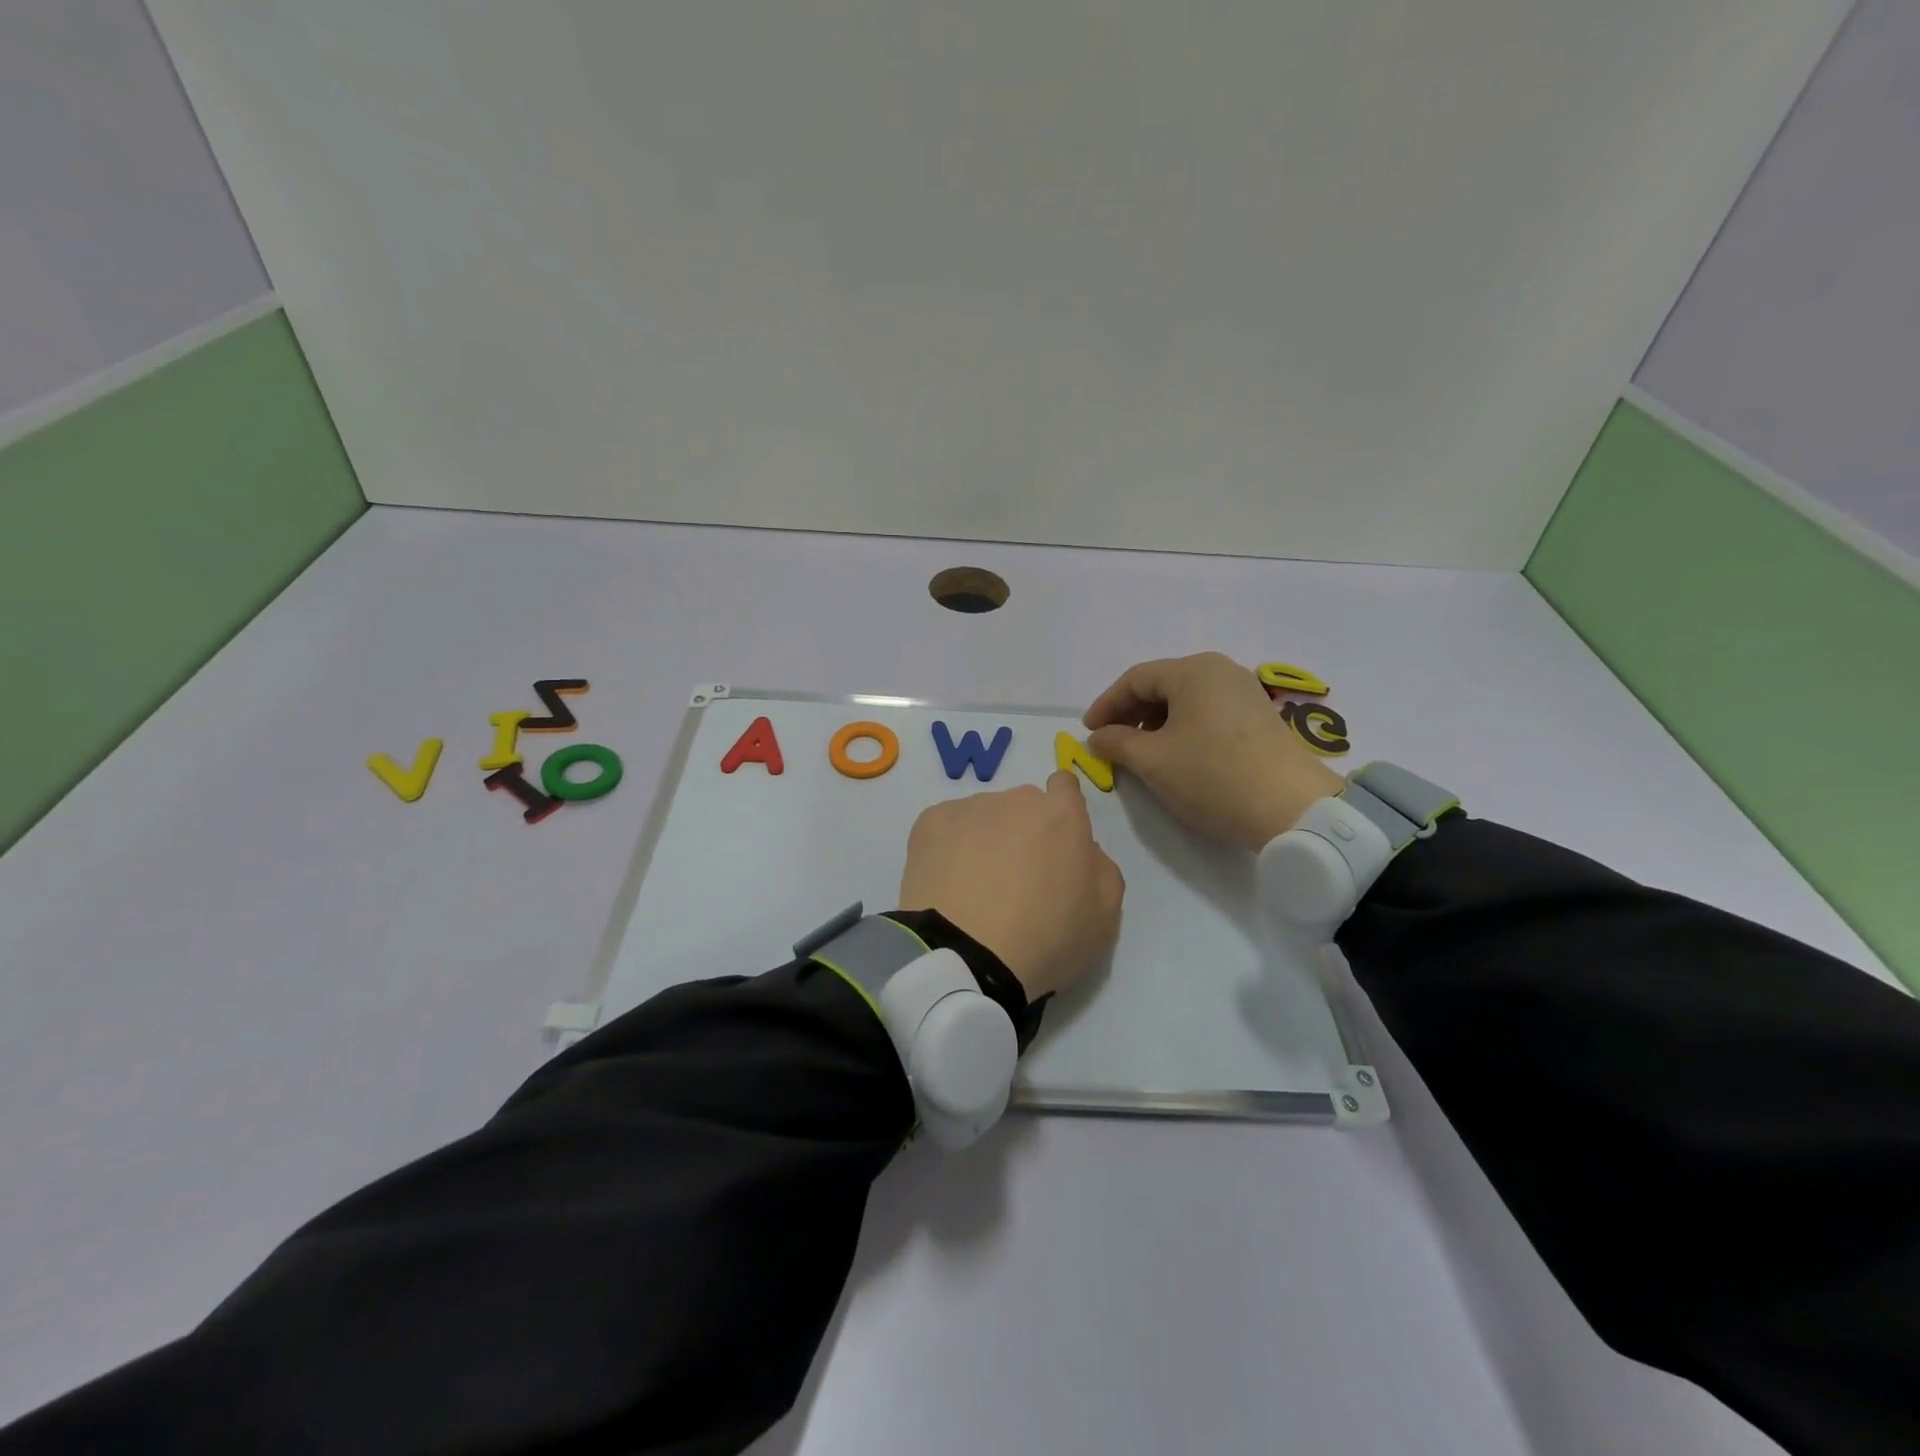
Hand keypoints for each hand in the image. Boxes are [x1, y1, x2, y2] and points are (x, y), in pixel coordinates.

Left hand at [898, 774, 1124, 1000]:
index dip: (1061, 813)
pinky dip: (948, 849)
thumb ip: (1101, 869)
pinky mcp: (930, 822)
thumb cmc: (1045, 939)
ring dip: (984, 840)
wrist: (965, 956)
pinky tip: (948, 885)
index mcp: (1062, 815)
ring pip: (983, 816)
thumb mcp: (1104, 917)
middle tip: (1015, 881)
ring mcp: (969, 807)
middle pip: (1023, 806)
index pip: (1065, 787)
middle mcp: (1016, 799)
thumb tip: (1083, 850)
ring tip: (974, 889)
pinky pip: (947, 828)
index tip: (1054, 845)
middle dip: (1023, 832)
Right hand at [1083, 652, 1345, 851]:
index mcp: (1193, 670)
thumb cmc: (1213, 776)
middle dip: (1130, 714)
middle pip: (1162, 685)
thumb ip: (1116, 743)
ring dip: (1155, 723)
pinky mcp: (1258, 716)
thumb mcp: (1153, 761)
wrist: (1292, 808)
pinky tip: (1175, 755)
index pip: (1135, 680)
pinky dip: (1182, 728)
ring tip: (1140, 753)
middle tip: (1110, 743)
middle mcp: (1220, 671)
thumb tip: (1098, 737)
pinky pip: (1207, 712)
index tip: (1088, 732)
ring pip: (1185, 700)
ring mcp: (1244, 692)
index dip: (1106, 705)